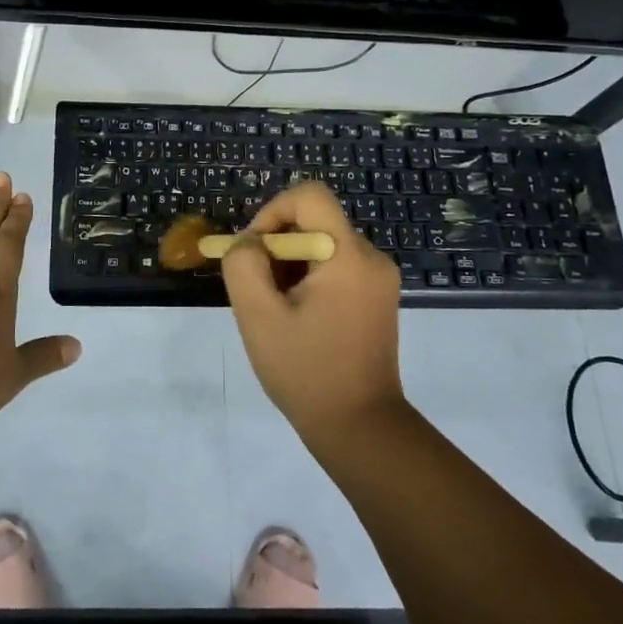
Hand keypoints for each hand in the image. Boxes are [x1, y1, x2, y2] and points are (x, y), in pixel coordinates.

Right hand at [221, 181, 406, 442]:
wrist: (360, 427)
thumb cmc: (306, 371)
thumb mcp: (258, 316)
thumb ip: (243, 265)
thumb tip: (248, 243)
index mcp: (348, 255)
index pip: (309, 196)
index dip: (272, 212)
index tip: (254, 251)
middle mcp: (371, 257)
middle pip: (314, 222)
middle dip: (276, 247)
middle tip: (258, 290)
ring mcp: (378, 279)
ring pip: (322, 246)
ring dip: (290, 267)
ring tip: (276, 310)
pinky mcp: (377, 298)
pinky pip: (335, 267)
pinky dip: (309, 280)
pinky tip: (297, 318)